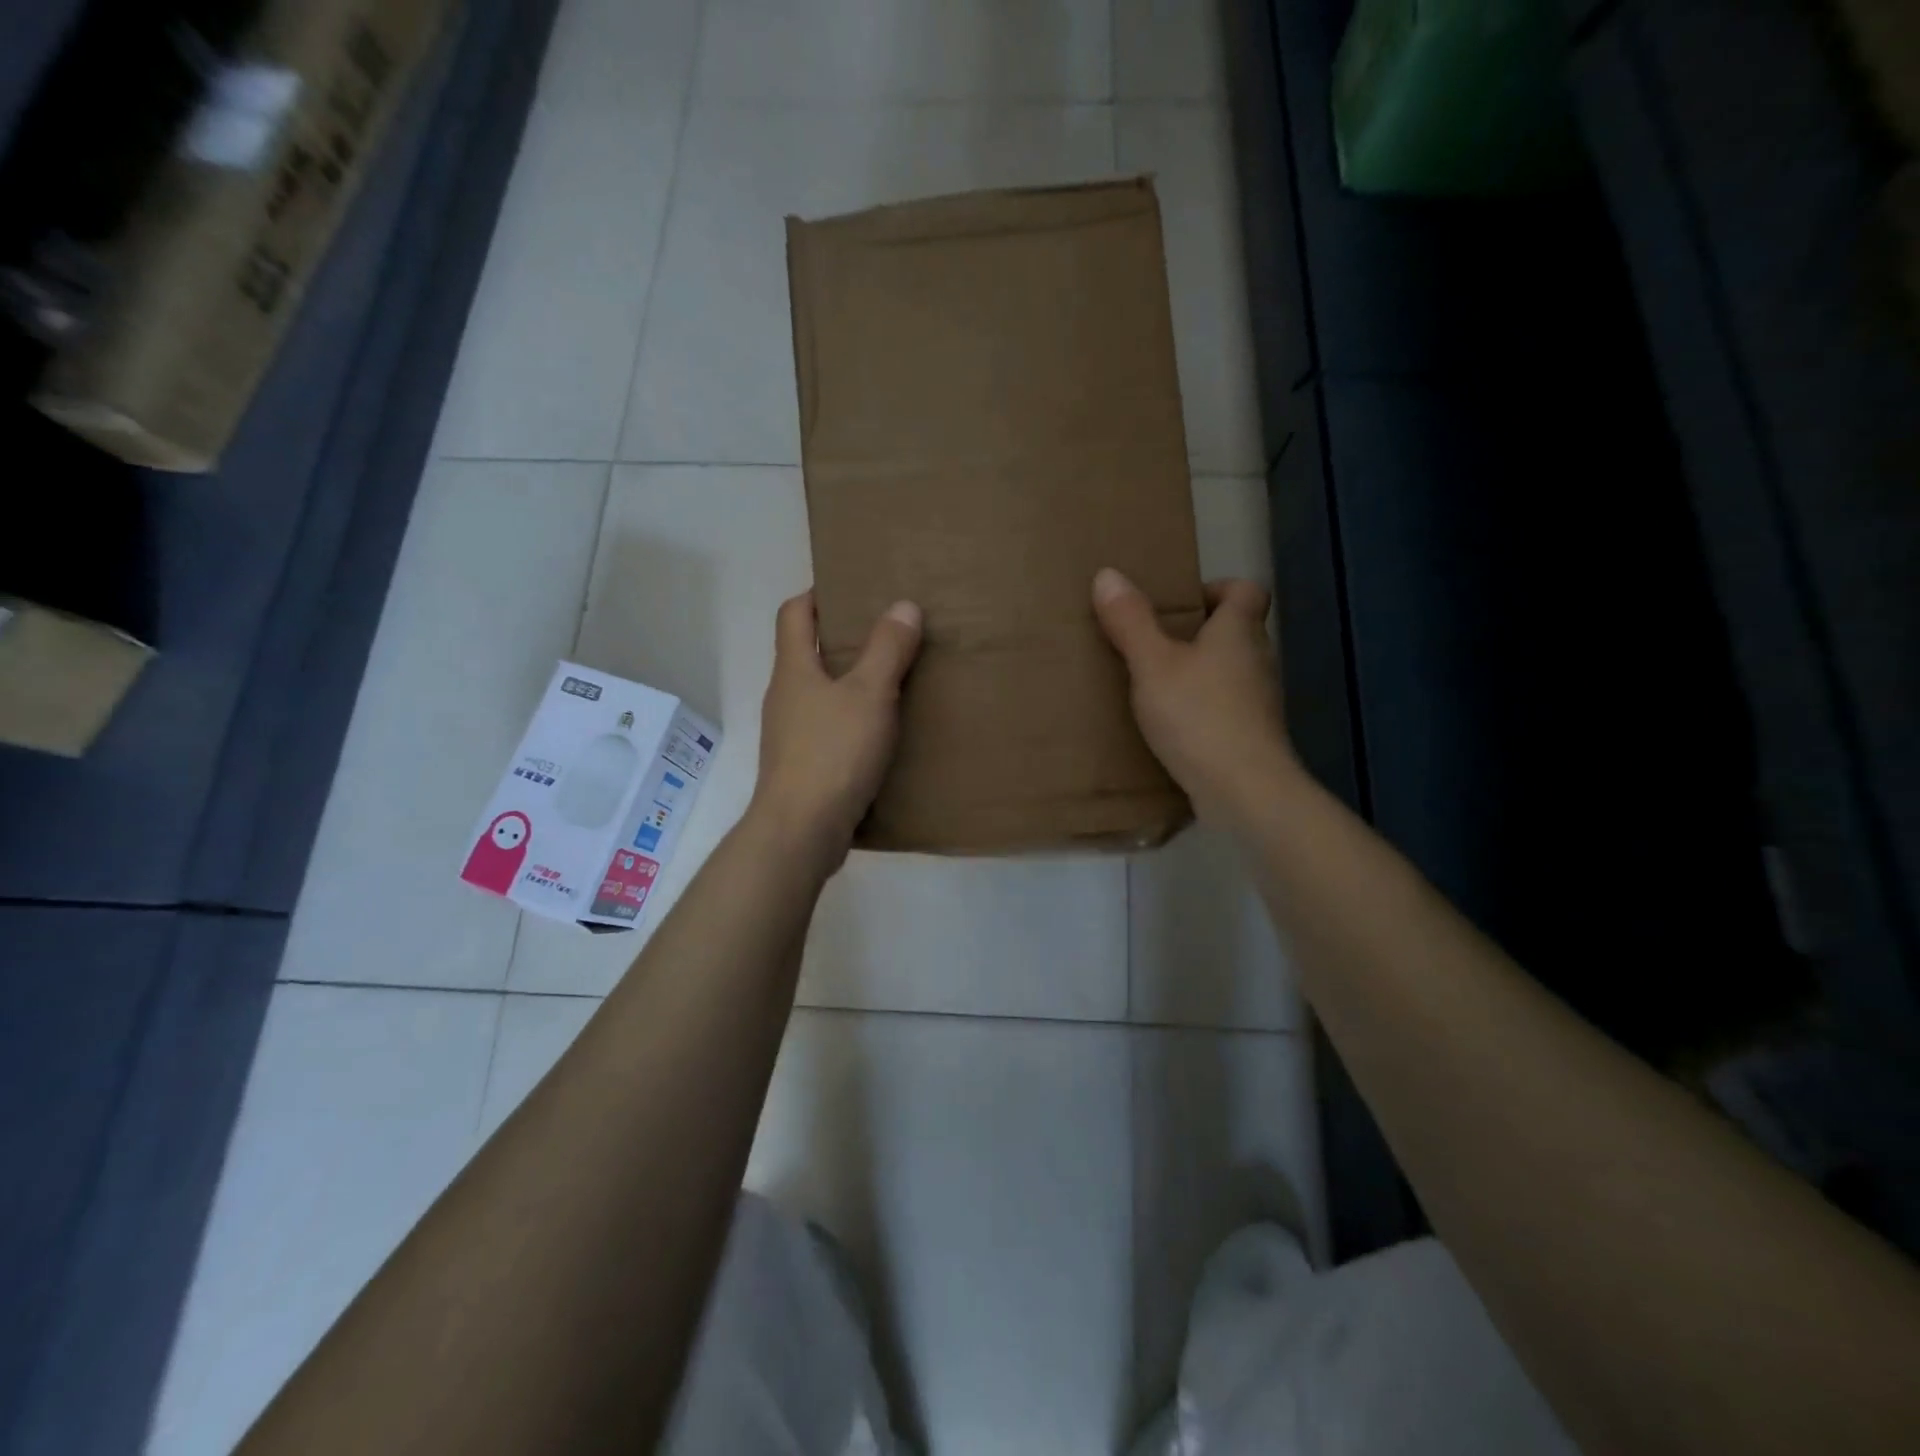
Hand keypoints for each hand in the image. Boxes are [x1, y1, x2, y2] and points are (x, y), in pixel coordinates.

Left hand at [749, 590, 922, 860]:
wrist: (801, 831)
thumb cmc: (833, 753)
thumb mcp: (869, 694)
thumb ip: (887, 649)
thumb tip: (903, 605)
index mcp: (793, 670)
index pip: (793, 614)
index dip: (817, 595)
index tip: (852, 591)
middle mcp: (785, 697)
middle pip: (806, 653)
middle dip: (842, 641)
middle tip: (888, 635)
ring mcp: (790, 735)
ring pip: (820, 694)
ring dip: (850, 684)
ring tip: (893, 682)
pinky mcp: (802, 767)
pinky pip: (828, 730)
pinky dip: (852, 722)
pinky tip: (883, 734)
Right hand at [1092, 567, 1297, 822]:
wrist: (1244, 790)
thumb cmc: (1198, 715)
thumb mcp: (1152, 664)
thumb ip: (1131, 622)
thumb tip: (1108, 574)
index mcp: (1239, 632)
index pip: (1247, 590)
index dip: (1218, 588)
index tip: (1181, 605)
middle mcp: (1258, 660)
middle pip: (1237, 632)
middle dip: (1200, 634)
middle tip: (1155, 646)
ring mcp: (1260, 702)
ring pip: (1231, 672)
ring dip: (1201, 674)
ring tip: (1157, 687)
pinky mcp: (1253, 737)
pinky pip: (1227, 709)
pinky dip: (1203, 710)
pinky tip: (1172, 729)